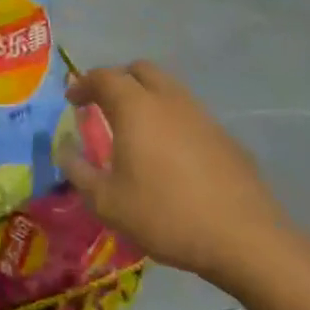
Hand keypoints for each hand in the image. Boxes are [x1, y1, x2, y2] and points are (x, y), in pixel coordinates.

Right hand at [64, 62, 292, 282]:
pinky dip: (170, 119)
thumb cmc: (165, 215)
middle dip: (117, 80)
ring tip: (135, 129)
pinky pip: (189, 114)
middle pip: (140, 70)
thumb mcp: (106, 202)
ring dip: (146, 97)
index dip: (83, 84)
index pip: (103, 77)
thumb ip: (78, 171)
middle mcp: (169, 100)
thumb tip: (64, 149)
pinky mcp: (225, 137)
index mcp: (136, 107)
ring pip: (168, 89)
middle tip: (103, 104)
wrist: (245, 239)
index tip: (72, 101)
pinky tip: (169, 154)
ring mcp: (202, 116)